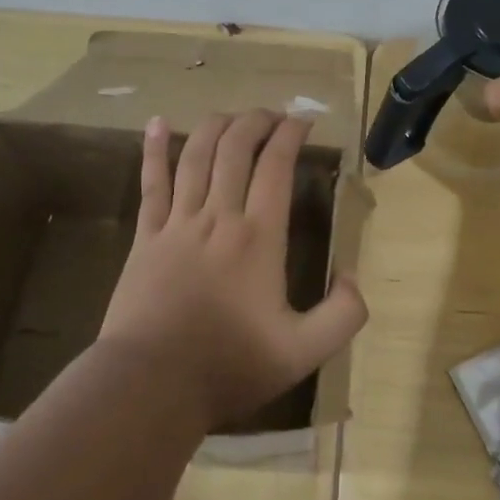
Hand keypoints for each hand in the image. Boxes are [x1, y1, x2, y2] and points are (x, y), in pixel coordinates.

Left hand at [99, 110, 368, 432]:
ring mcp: (178, 223)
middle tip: (273, 115)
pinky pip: (151, 183)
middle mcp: (219, 217)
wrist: (151, 385)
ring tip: (232, 114)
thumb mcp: (303, 353)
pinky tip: (158, 122)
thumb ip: (343, 315)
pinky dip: (155, 150)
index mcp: (259, 237)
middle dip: (256, 122)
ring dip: (216, 127)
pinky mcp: (146, 237)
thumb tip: (353, 276)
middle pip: (235, 149)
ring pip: (196, 156)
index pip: (276, 166)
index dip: (290, 135)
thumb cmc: (229, 367)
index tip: (303, 122)